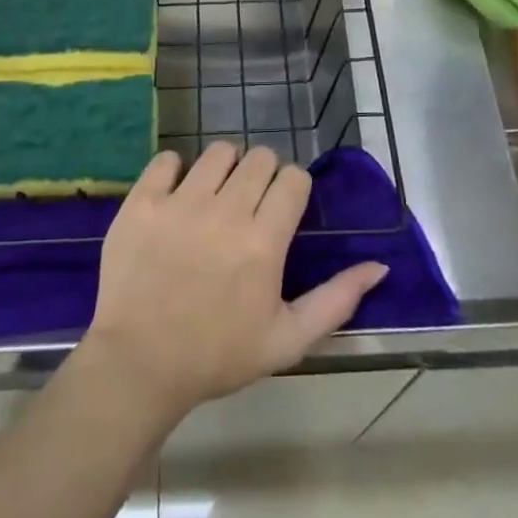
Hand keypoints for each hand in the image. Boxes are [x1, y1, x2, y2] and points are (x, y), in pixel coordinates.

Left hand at [82, 142, 387, 422]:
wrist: (138, 365)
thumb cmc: (217, 356)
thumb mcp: (287, 340)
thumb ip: (336, 300)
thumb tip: (379, 265)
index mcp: (264, 241)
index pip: (293, 178)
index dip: (293, 188)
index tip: (282, 208)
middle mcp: (225, 211)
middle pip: (259, 157)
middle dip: (263, 174)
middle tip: (250, 204)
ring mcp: (180, 202)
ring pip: (218, 152)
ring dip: (225, 168)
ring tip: (216, 196)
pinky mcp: (143, 201)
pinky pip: (167, 159)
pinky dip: (175, 170)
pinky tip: (177, 195)